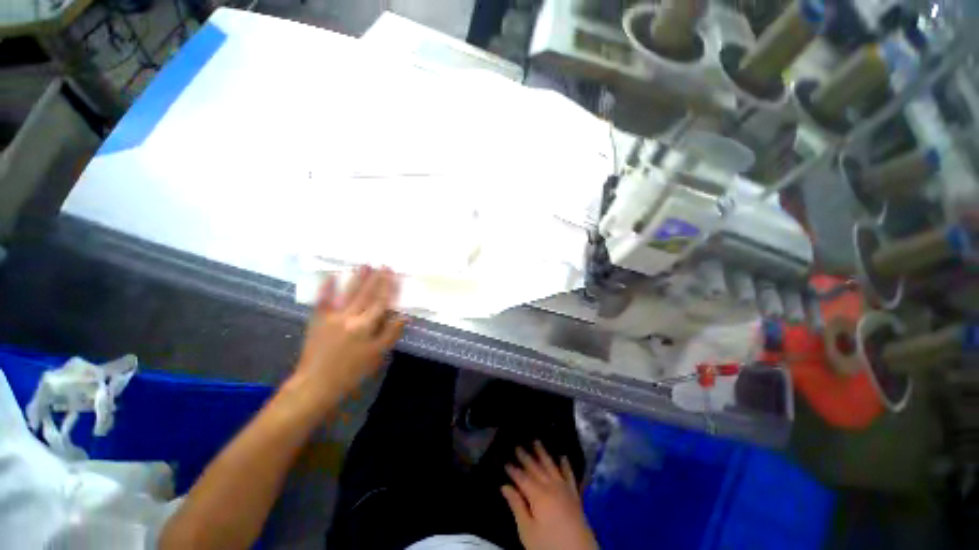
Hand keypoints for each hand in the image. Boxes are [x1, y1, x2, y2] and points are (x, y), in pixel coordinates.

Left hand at [293, 266, 405, 407]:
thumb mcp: (377, 355)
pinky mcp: (317, 320)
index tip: (393, 274)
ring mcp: (331, 316)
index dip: (388, 287)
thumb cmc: (351, 371)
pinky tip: (332, 276)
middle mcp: (349, 317)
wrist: (315, 384)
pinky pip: (323, 300)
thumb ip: (391, 333)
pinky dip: (327, 287)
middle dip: (376, 278)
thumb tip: (403, 316)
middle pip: (366, 294)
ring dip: (357, 278)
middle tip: (383, 265)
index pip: (381, 302)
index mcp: (365, 326)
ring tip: (365, 265)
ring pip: (348, 293)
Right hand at [502, 441, 597, 549]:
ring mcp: (565, 489)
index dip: (513, 469)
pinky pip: (570, 475)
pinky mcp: (575, 496)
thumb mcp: (527, 531)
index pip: (522, 477)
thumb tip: (505, 486)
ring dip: (543, 453)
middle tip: (517, 445)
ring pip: (551, 466)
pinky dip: (565, 465)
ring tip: (536, 441)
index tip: (505, 460)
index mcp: (538, 495)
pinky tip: (563, 456)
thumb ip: (517, 506)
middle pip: (536, 468)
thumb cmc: (548, 546)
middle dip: (526, 456)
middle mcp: (551, 486)